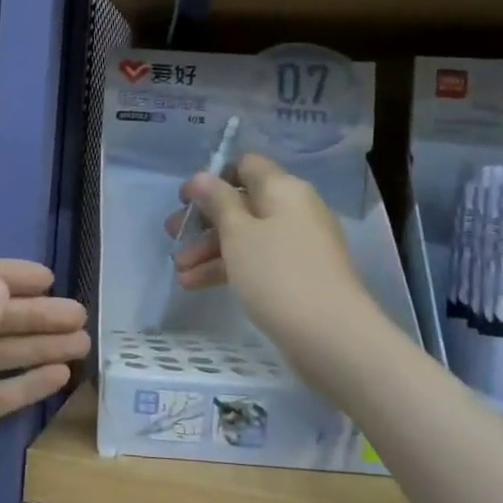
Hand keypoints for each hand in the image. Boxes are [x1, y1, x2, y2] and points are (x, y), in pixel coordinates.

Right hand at [167, 152, 370, 366]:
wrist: (330, 336)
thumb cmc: (278, 274)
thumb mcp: (238, 233)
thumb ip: (218, 202)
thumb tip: (203, 176)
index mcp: (283, 190)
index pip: (246, 166)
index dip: (213, 178)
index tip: (185, 199)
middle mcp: (294, 210)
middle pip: (242, 203)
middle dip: (204, 220)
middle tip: (172, 235)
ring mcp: (297, 244)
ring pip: (246, 236)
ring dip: (209, 249)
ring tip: (179, 271)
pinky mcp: (296, 275)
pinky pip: (256, 261)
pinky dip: (228, 268)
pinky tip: (196, 285)